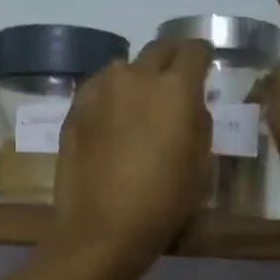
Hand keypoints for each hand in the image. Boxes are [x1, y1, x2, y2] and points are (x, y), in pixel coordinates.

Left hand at [48, 38, 212, 277]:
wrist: (102, 230)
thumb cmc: (162, 205)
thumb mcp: (199, 167)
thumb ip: (199, 123)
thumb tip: (191, 105)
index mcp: (175, 89)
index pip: (195, 51)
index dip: (203, 58)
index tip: (204, 69)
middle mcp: (137, 77)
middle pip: (159, 49)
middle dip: (171, 61)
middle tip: (174, 84)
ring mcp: (100, 89)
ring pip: (125, 67)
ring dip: (137, 78)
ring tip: (138, 105)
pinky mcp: (75, 108)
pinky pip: (99, 88)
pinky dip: (110, 95)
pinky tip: (112, 120)